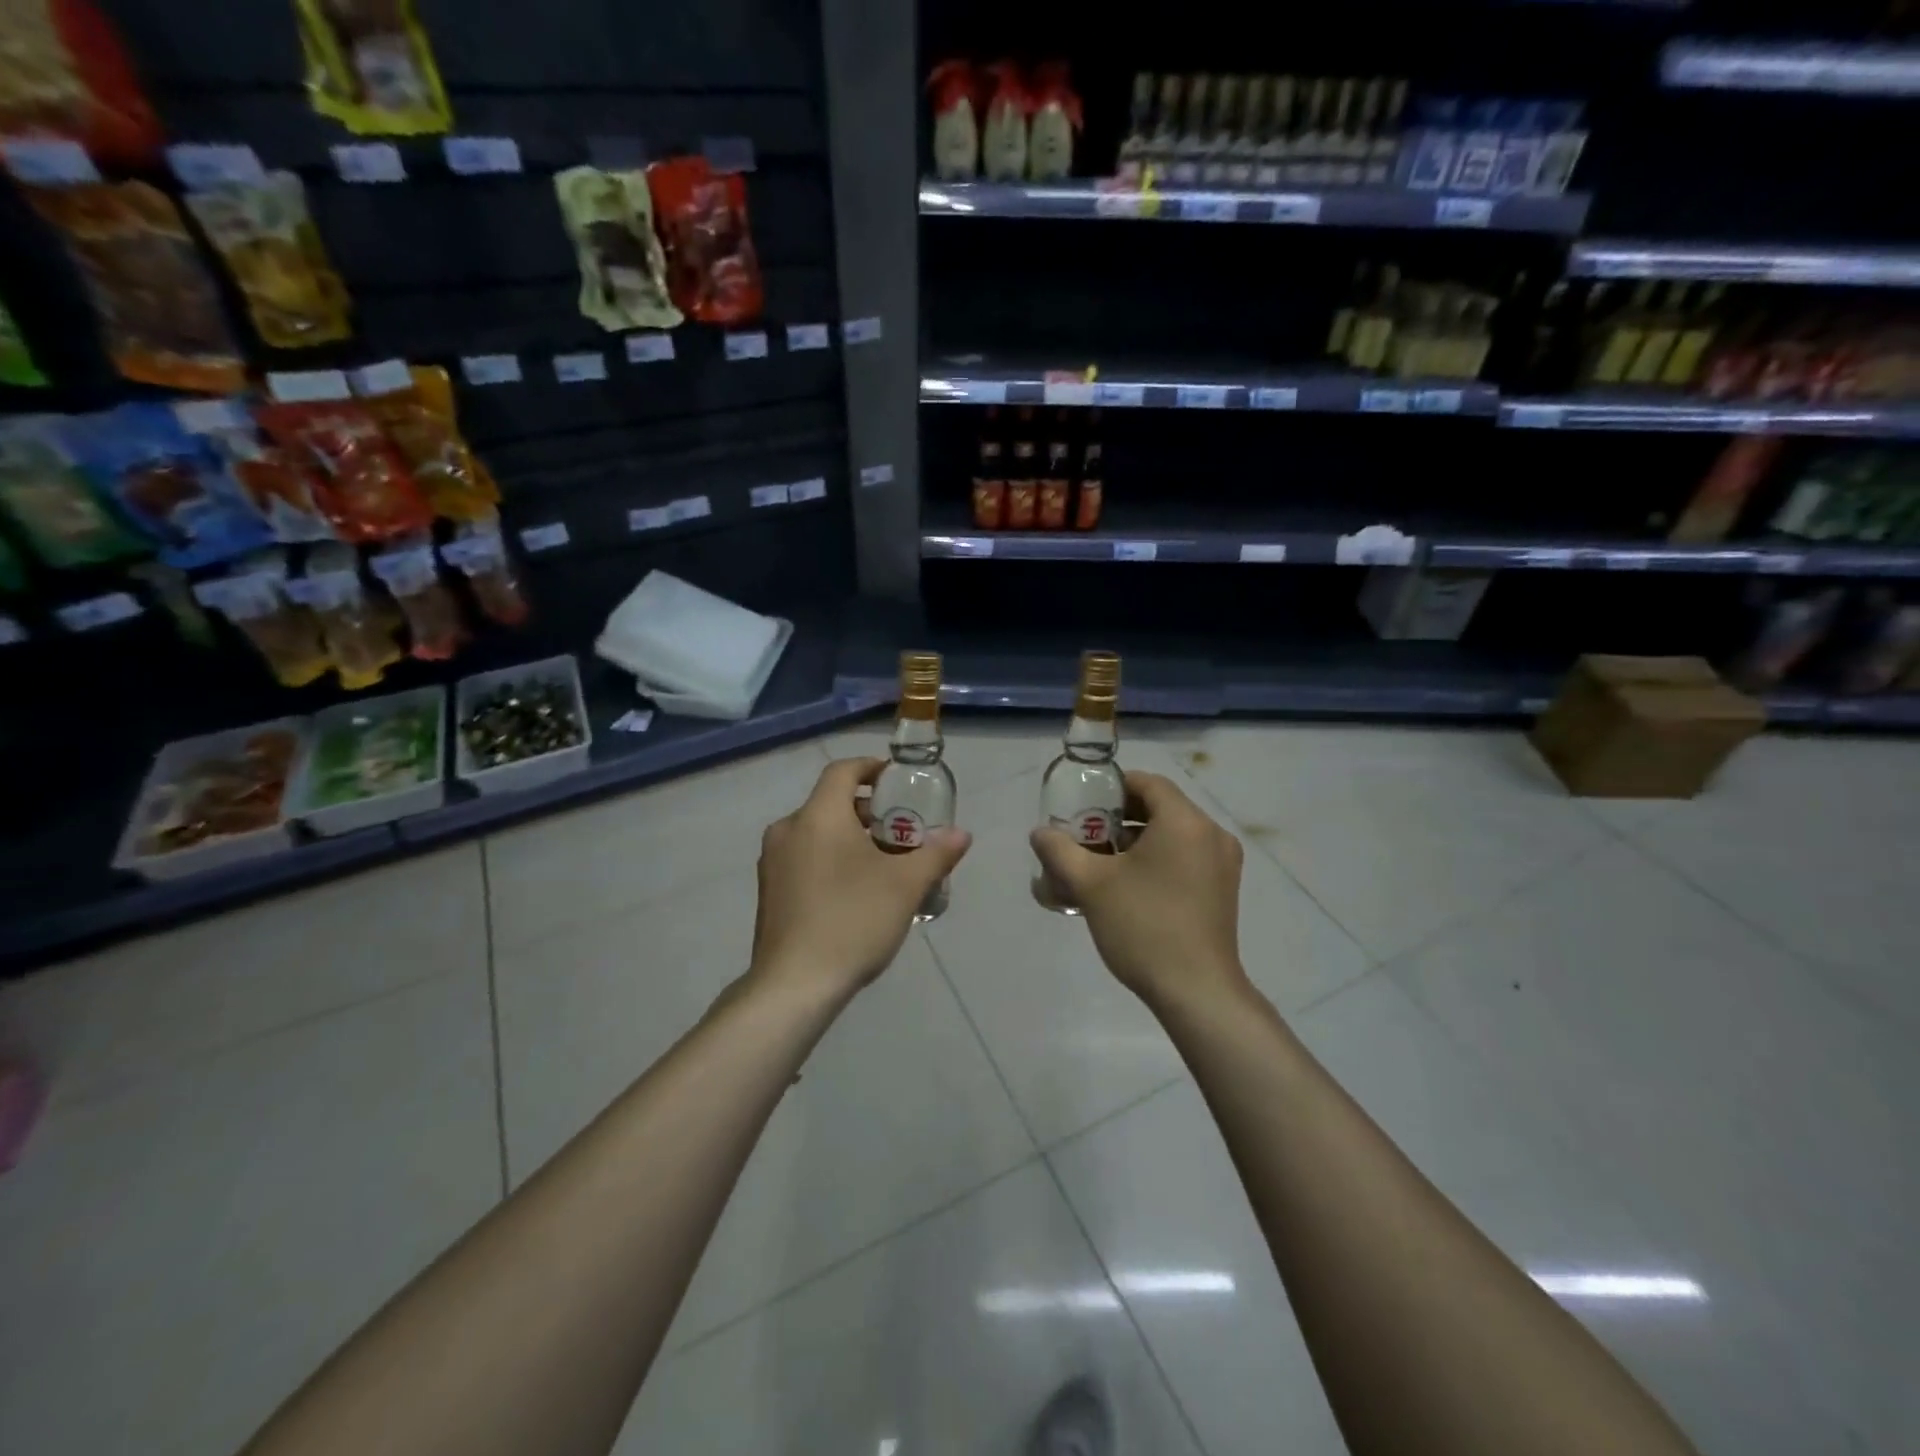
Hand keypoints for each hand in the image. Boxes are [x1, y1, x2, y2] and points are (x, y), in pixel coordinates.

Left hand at [751, 757, 971, 1001]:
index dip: (872, 768)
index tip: (898, 780)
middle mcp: (788, 830)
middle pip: (831, 803)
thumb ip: (936, 853)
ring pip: (817, 832)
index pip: (844, 771)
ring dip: (850, 837)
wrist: (793, 986)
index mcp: (818, 816)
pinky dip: (831, 859)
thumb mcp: (906, 886)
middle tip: (902, 831)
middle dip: (869, 811)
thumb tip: (961, 834)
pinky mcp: (768, 891)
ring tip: (884, 864)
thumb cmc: (852, 921)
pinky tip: (855, 892)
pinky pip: (804, 858)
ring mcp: (772, 862)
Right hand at [1031, 770, 1246, 1012]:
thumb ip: (1060, 851)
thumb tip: (1040, 833)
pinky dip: (1157, 860)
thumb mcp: (1091, 885)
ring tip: (1100, 863)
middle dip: (1120, 817)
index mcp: (1185, 822)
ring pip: (1173, 835)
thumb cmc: (1144, 926)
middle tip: (1085, 835)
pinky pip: (1186, 857)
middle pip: (1161, 808)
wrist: (1196, 991)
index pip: (1148, 783)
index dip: (1113, 787)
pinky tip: (1128, 886)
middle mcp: (1211, 834)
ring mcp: (1223, 864)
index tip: (1083, 805)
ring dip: (1137, 841)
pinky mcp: (1223, 890)